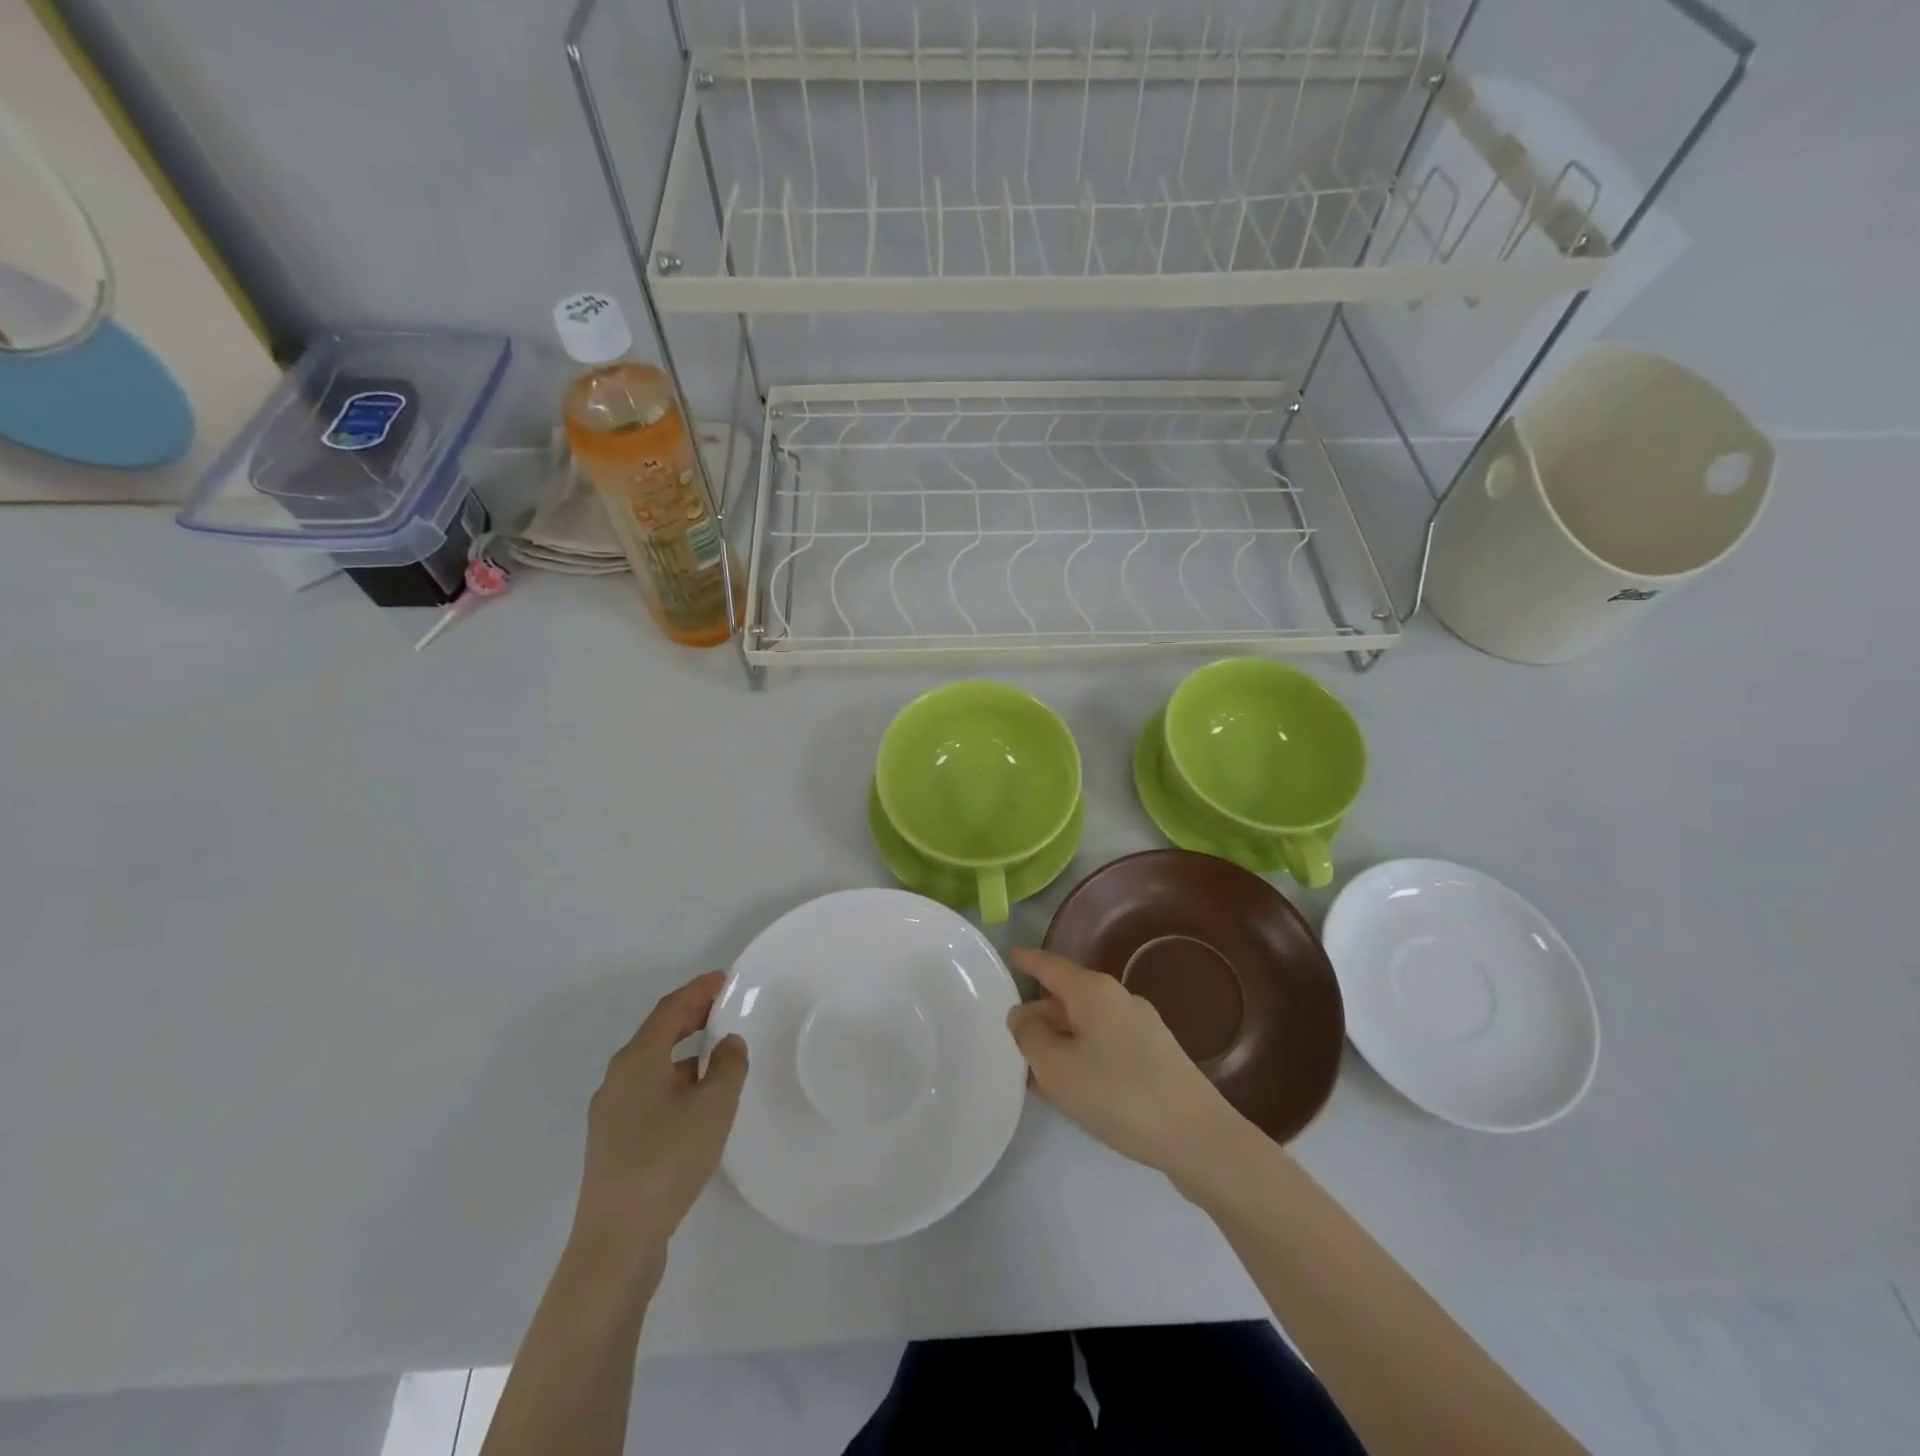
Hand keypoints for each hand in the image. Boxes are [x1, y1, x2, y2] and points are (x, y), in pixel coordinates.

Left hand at [569, 971, 748, 1279]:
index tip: (724, 979)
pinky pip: (649, 1093)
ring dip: (684, 1053)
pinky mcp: (613, 1143)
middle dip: (690, 1018)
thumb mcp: (714, 1105)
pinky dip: (675, 1082)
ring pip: (653, 1067)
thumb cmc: (668, 1158)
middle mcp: (618, 1079)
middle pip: (657, 1035)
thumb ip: (729, 1066)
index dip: (698, 990)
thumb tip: (728, 1044)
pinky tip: (697, 1102)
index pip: (670, 1009)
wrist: (617, 1240)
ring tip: (719, 1055)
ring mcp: (611, 1113)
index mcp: (637, 1060)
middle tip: (724, 1008)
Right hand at [1006, 948, 1248, 1191]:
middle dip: (1040, 1014)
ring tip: (1031, 1069)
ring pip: (1086, 1025)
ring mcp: (1141, 1028)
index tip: (1010, 955)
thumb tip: (1022, 1014)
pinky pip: (1104, 1046)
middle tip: (1010, 1036)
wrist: (1196, 1136)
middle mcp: (1118, 999)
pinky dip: (1080, 1057)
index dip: (1029, 961)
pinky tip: (1069, 1088)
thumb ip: (1030, 1036)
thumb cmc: (1117, 1094)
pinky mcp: (1154, 1057)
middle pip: (1068, 997)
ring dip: (1059, 1042)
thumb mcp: (1056, 1067)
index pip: (1051, 965)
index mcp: (1093, 991)